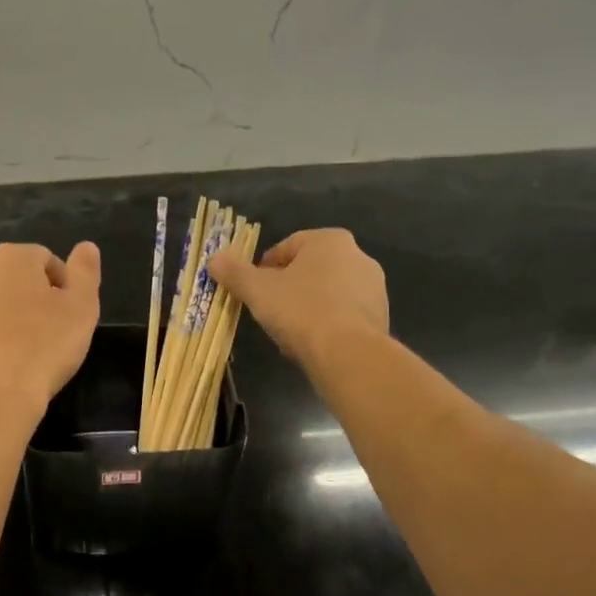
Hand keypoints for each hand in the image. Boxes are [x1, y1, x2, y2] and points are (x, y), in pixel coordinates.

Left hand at [0, 241, 101, 415]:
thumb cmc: (43, 348)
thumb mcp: (81, 308)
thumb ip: (85, 271)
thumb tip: (86, 246)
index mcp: (11, 257)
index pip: (45, 259)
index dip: (63, 287)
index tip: (69, 317)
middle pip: (13, 277)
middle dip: (31, 297)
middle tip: (49, 332)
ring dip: (5, 316)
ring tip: (23, 350)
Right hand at [209, 228, 387, 367]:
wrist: (349, 354)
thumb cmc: (300, 310)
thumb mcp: (257, 290)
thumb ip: (234, 272)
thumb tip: (214, 259)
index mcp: (329, 240)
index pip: (287, 247)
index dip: (265, 268)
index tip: (254, 290)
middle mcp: (358, 256)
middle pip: (309, 270)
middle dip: (288, 288)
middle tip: (269, 311)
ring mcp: (374, 288)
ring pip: (327, 293)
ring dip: (307, 308)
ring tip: (290, 333)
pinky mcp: (381, 317)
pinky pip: (344, 315)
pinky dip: (327, 325)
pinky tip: (312, 345)